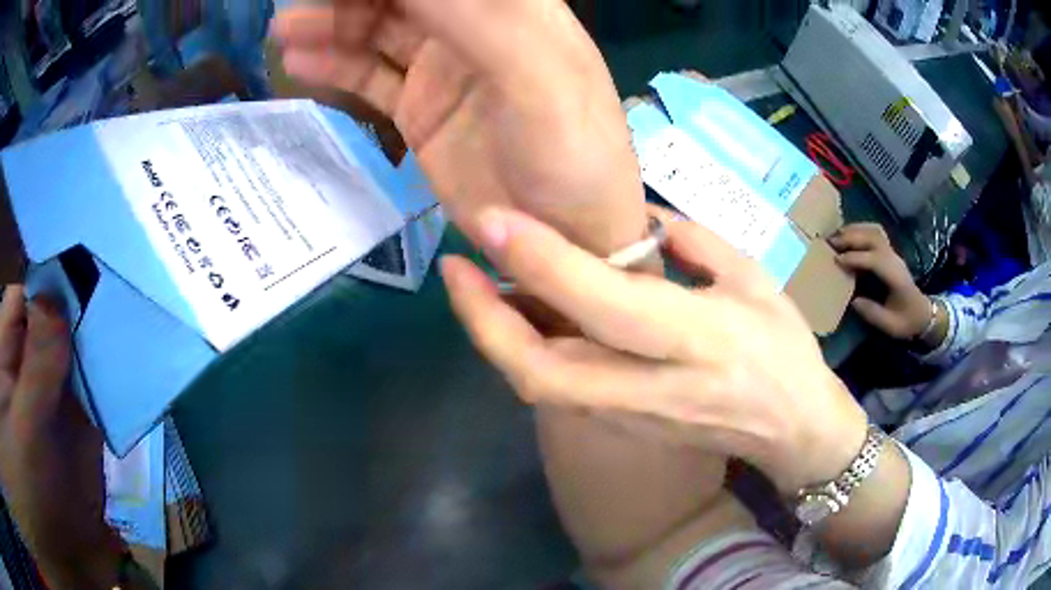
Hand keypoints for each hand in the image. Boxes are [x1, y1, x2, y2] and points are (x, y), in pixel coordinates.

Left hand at [0, 287, 122, 587]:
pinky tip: (128, 358)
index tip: (76, 263)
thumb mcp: (27, 430)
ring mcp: (53, 399)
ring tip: (124, 310)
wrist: (72, 561)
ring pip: (73, 351)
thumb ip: (36, 367)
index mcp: (8, 360)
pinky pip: (93, 387)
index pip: (20, 300)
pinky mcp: (80, 425)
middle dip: (74, 303)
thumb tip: (55, 297)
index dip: (42, 280)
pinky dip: (108, 373)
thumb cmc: (35, 490)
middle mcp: (27, 369)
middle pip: (48, 320)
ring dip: (93, 337)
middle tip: (109, 278)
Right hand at [270, 0, 647, 254]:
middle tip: (297, 2)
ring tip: (283, 28)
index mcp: (514, 9)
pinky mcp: (420, 109)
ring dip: (330, 24)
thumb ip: (474, 19)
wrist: (567, 239)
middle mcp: (476, 29)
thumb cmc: (571, 158)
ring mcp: (443, 69)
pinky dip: (334, 64)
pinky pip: (369, 76)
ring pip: (377, 31)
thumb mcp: (536, 79)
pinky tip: (298, 59)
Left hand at [441, 206, 868, 494]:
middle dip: (483, 321)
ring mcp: (632, 419)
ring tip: (473, 286)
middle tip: (454, 268)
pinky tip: (516, 318)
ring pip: (540, 387)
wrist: (794, 430)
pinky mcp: (622, 430)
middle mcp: (654, 387)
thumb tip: (633, 221)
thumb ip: (691, 242)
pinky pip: (558, 392)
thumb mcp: (754, 278)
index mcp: (699, 338)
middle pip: (543, 369)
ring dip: (494, 338)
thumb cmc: (785, 349)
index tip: (492, 221)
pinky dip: (524, 354)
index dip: (541, 261)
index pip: (603, 302)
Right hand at [830, 223, 931, 339]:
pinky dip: (861, 229)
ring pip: (874, 231)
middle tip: (831, 243)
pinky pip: (875, 233)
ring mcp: (893, 253)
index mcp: (896, 277)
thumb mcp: (890, 325)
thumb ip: (872, 313)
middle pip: (873, 239)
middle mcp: (894, 260)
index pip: (875, 260)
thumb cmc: (906, 321)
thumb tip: (853, 301)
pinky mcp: (889, 252)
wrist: (922, 314)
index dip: (855, 258)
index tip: (837, 261)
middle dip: (851, 238)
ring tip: (837, 235)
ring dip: (855, 230)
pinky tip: (849, 233)